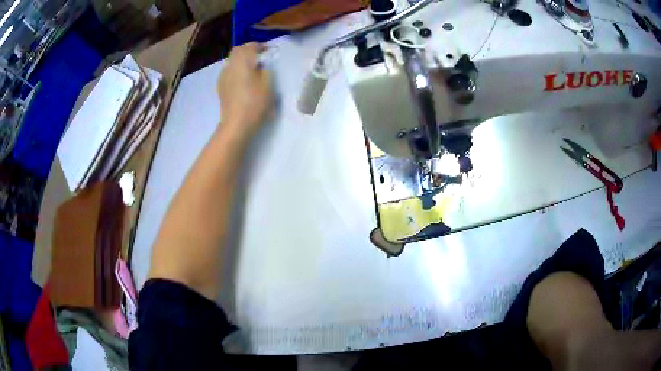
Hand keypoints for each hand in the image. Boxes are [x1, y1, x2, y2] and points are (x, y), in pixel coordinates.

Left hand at [218, 42, 272, 137]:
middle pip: (237, 51)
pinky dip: (236, 70)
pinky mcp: (221, 87)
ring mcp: (223, 76)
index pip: (250, 46)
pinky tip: (243, 79)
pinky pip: (229, 71)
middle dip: (248, 51)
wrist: (237, 123)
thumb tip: (261, 64)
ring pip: (232, 61)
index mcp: (242, 61)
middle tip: (259, 56)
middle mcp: (230, 65)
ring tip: (252, 68)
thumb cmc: (255, 102)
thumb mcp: (268, 84)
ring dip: (241, 60)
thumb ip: (266, 69)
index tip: (268, 51)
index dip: (260, 46)